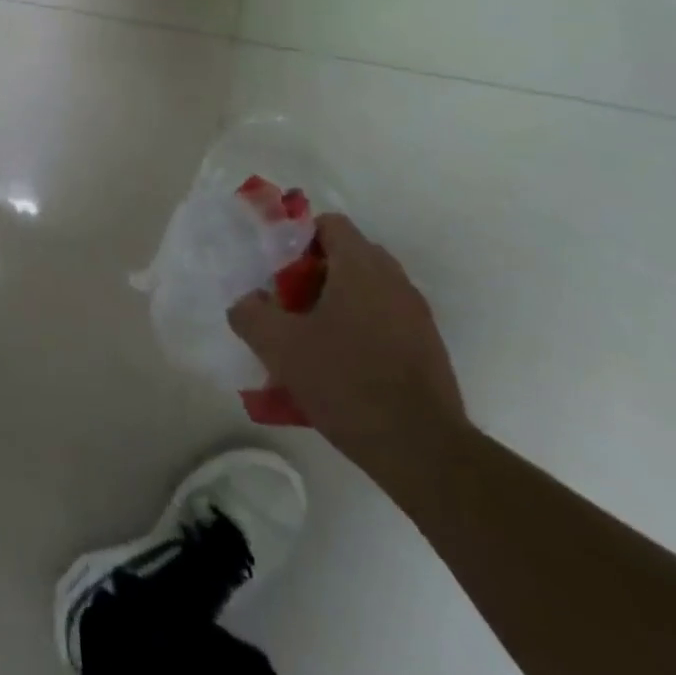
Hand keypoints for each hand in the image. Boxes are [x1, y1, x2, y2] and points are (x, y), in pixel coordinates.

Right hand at [228, 214, 466, 472]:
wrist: (422, 450)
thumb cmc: (346, 382)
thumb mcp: (278, 346)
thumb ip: (250, 313)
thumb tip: (247, 301)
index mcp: (361, 267)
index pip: (330, 224)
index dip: (299, 238)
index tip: (278, 270)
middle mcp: (394, 281)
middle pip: (349, 255)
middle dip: (315, 272)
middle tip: (289, 303)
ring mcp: (417, 315)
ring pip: (368, 290)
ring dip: (338, 301)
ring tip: (311, 336)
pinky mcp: (428, 348)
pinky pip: (385, 319)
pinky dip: (360, 328)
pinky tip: (340, 365)